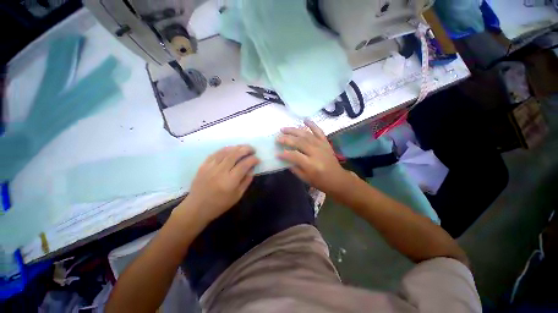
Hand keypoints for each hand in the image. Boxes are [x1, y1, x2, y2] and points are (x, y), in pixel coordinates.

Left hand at [177, 145, 259, 224]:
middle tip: (252, 149)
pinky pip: (216, 153)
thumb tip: (251, 169)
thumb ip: (246, 181)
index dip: (253, 160)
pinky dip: (225, 149)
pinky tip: (231, 149)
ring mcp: (210, 167)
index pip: (244, 165)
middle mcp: (220, 171)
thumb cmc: (220, 204)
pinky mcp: (203, 165)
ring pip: (225, 151)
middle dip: (246, 149)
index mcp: (230, 181)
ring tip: (243, 147)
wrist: (197, 207)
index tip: (257, 159)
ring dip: (236, 147)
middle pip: (235, 154)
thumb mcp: (237, 196)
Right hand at [277, 120, 351, 194]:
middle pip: (299, 142)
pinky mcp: (325, 142)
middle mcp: (316, 152)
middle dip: (287, 139)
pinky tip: (304, 120)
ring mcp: (321, 146)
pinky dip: (312, 125)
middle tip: (277, 138)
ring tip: (284, 129)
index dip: (284, 154)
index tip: (276, 153)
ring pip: (306, 135)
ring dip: (294, 130)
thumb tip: (285, 157)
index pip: (294, 156)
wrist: (337, 179)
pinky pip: (318, 131)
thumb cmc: (320, 181)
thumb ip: (294, 168)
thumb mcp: (305, 178)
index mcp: (311, 164)